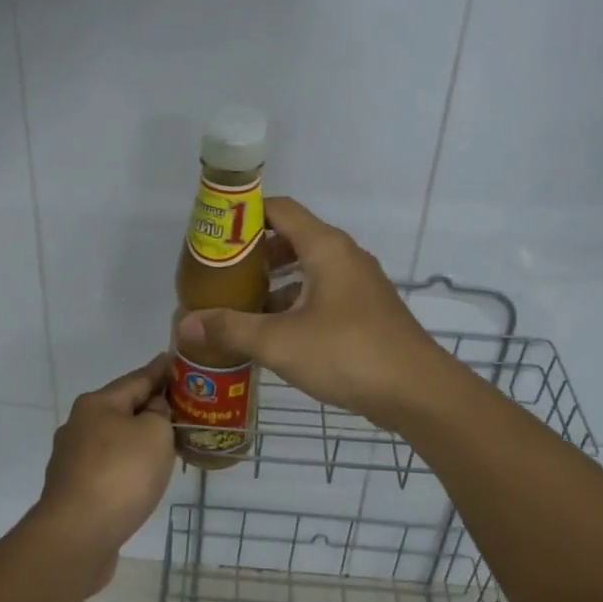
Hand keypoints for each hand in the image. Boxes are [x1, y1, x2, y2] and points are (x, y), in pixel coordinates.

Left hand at [31, 355, 175, 591]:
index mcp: (96, 404)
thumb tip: (152, 411)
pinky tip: (145, 475)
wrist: (78, 535)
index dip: (161, 370)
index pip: (137, 378)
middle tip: (182, 406)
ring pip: (115, 439)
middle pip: (123, 408)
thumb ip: (160, 413)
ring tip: (169, 442)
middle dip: (151, 407)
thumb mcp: (154, 433)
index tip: (176, 360)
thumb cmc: (121, 474)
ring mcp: (73, 459)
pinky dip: (129, 464)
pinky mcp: (75, 489)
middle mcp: (79, 425)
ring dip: (140, 439)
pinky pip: (110, 466)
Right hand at [175, 197, 446, 425]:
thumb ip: (230, 329)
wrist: (418, 392)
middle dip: (254, 253)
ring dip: (274, 281)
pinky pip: (322, 293)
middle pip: (292, 237)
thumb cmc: (347, 354)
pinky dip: (295, 302)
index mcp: (325, 247)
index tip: (213, 234)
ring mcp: (359, 284)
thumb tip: (184, 324)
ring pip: (308, 268)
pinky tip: (275, 333)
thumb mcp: (279, 342)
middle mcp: (344, 256)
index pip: (279, 209)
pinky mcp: (366, 311)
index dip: (244, 214)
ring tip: (240, 304)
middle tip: (220, 274)